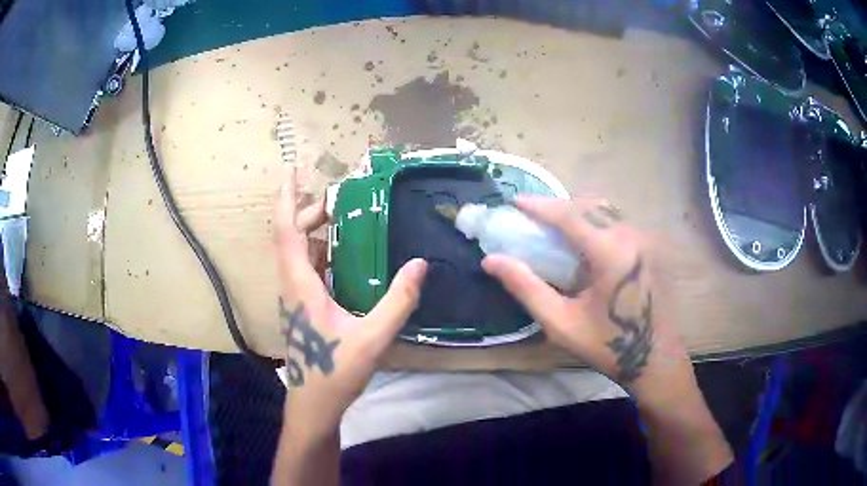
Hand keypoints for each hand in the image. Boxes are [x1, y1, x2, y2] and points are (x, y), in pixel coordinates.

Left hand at [274, 170, 427, 441]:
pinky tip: (345, 257)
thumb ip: (397, 301)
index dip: (286, 198)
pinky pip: (306, 268)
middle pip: (292, 236)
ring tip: (343, 219)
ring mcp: (295, 297)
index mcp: (300, 284)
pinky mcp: (302, 307)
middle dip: (310, 210)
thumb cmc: (335, 371)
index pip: (286, 230)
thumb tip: (420, 264)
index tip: (293, 170)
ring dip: (314, 231)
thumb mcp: (372, 337)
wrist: (314, 403)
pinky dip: (321, 252)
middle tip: (341, 198)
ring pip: (297, 252)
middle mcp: (292, 284)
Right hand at [483, 196, 732, 482]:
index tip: (515, 202)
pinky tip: (582, 240)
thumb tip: (491, 260)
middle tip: (531, 217)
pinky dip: (594, 221)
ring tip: (553, 226)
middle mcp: (630, 236)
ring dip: (577, 212)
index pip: (570, 215)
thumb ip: (526, 287)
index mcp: (610, 252)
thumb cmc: (606, 346)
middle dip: (557, 206)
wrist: (653, 358)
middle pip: (588, 206)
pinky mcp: (648, 248)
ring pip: (605, 211)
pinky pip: (616, 222)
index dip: (540, 206)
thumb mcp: (560, 322)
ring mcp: (643, 240)